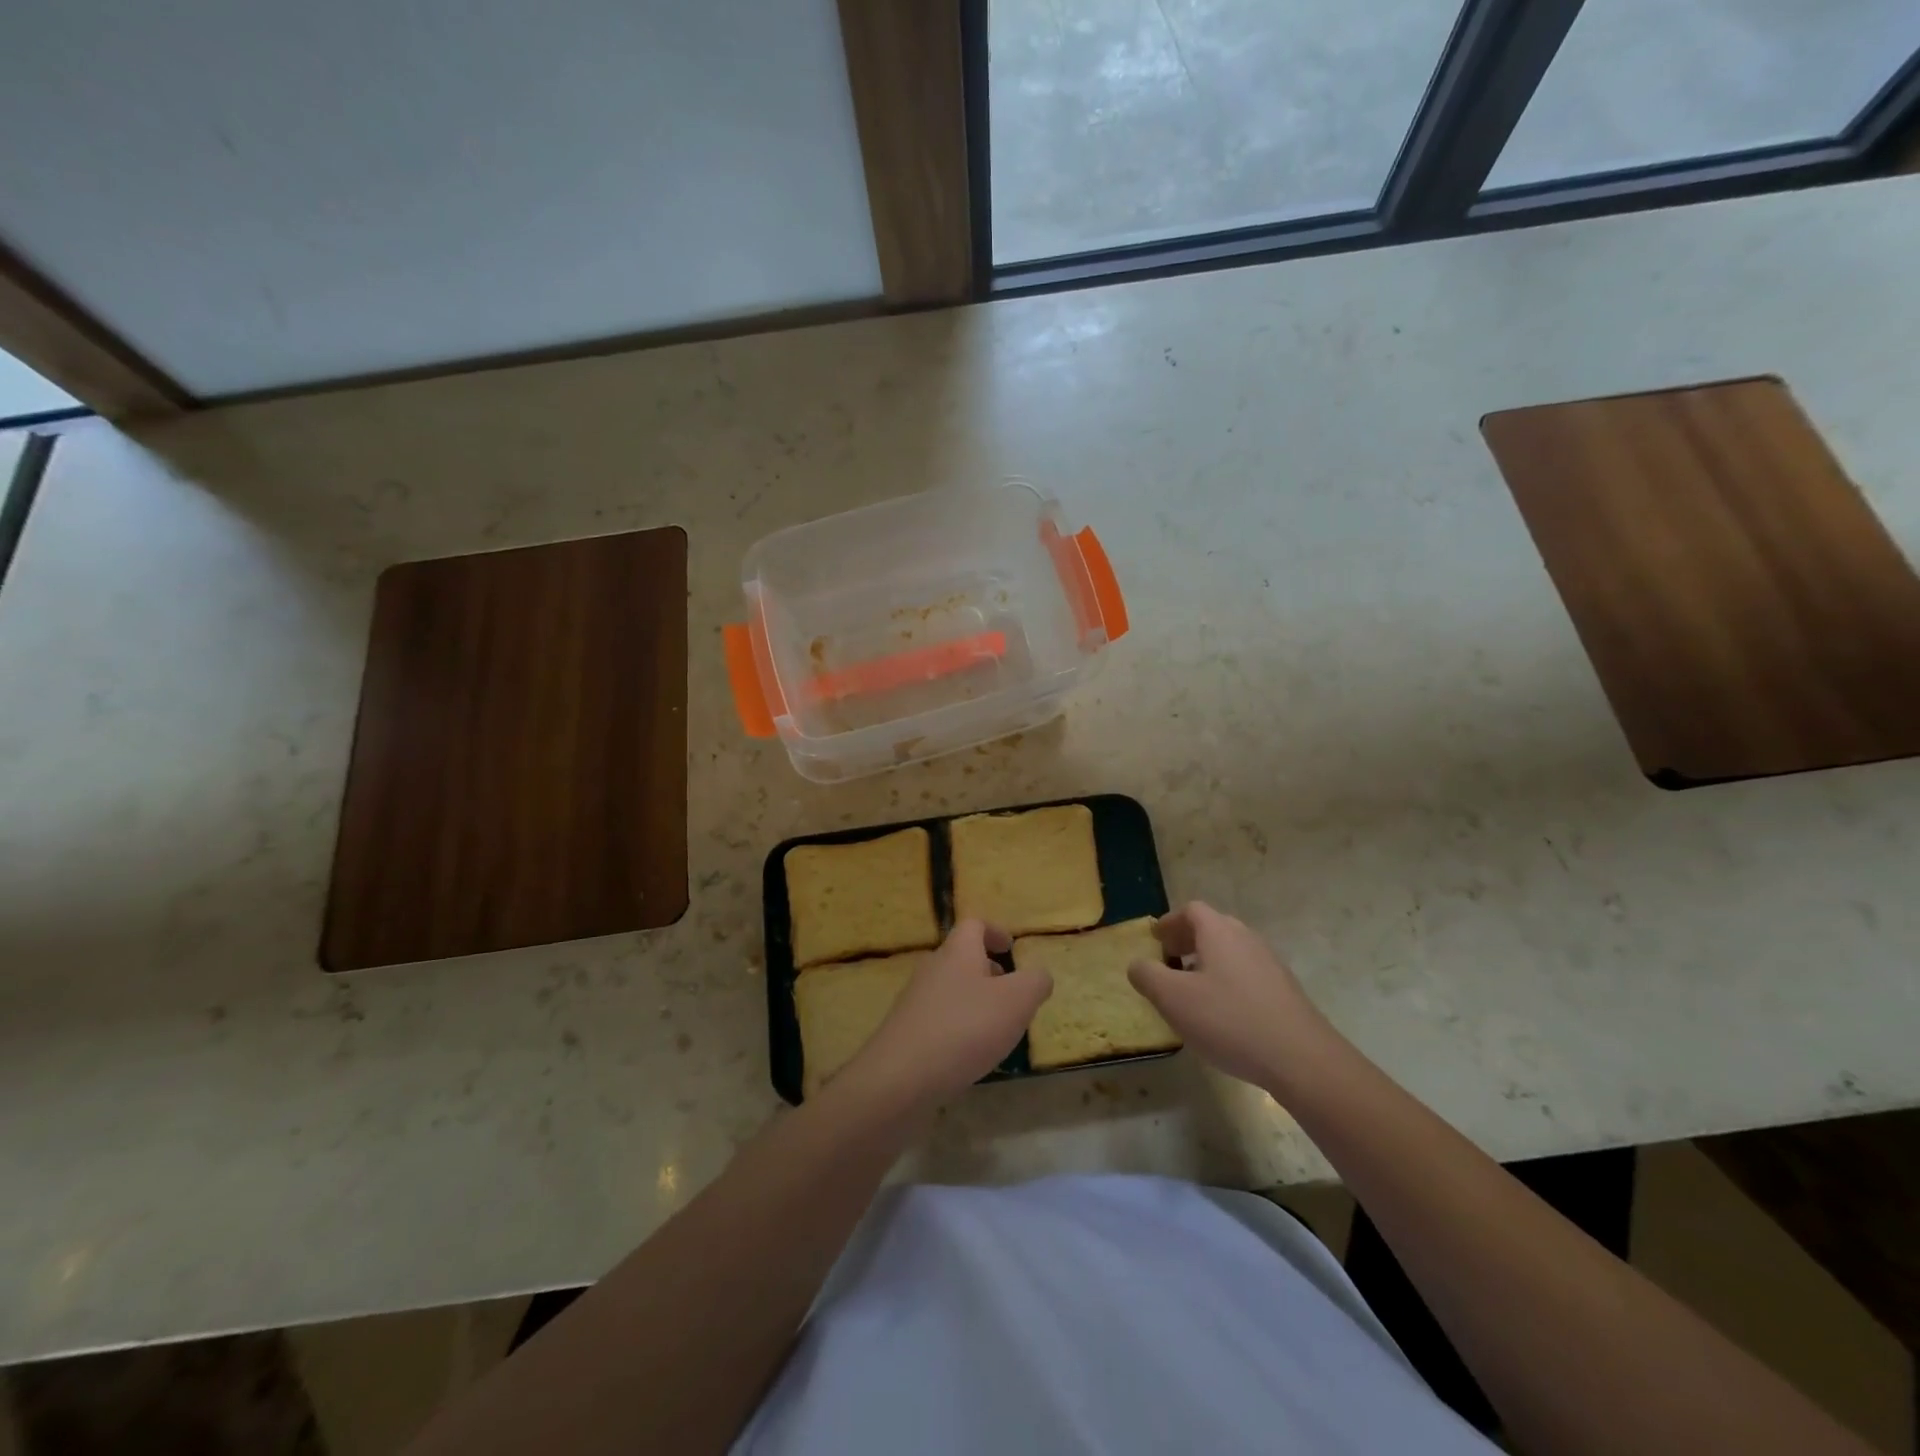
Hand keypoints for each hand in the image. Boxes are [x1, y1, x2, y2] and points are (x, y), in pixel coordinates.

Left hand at [843, 919, 1052, 1107]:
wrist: (900, 1078)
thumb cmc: (964, 1028)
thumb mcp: (1016, 1001)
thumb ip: (1034, 982)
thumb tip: (1039, 975)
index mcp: (957, 952)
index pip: (973, 925)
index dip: (994, 931)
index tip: (1011, 947)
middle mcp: (932, 969)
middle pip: (961, 957)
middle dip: (987, 970)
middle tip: (1011, 993)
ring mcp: (915, 1001)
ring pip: (950, 990)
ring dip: (974, 1001)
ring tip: (997, 1029)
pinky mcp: (906, 1033)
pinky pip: (938, 1019)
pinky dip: (958, 1027)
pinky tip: (970, 1055)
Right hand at [1127, 901, 1340, 1092]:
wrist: (1301, 1059)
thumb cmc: (1229, 1020)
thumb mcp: (1173, 999)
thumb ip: (1147, 976)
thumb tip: (1137, 964)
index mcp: (1219, 932)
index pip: (1191, 910)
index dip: (1170, 922)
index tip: (1155, 939)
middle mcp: (1246, 939)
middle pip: (1213, 928)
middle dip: (1187, 940)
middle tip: (1168, 960)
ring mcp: (1270, 965)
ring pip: (1231, 952)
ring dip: (1207, 962)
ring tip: (1191, 990)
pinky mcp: (1285, 992)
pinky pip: (1247, 974)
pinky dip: (1227, 981)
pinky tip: (1221, 1013)